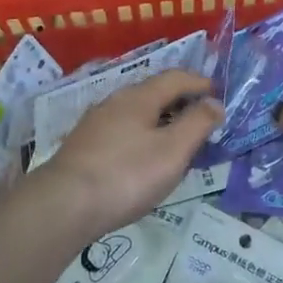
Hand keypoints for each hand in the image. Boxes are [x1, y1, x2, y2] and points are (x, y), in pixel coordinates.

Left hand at [30, 71, 223, 237]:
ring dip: (160, 120)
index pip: (175, 78)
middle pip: (154, 92)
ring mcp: (95, 123)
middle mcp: (115, 102)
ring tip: (176, 140)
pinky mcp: (83, 146)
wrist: (63, 205)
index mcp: (139, 97)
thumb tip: (215, 102)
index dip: (200, 83)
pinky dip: (142, 135)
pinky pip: (122, 130)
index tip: (218, 93)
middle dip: (180, 101)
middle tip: (202, 119)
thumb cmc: (126, 175)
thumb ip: (197, 124)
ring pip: (136, 113)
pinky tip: (143, 158)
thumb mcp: (172, 151)